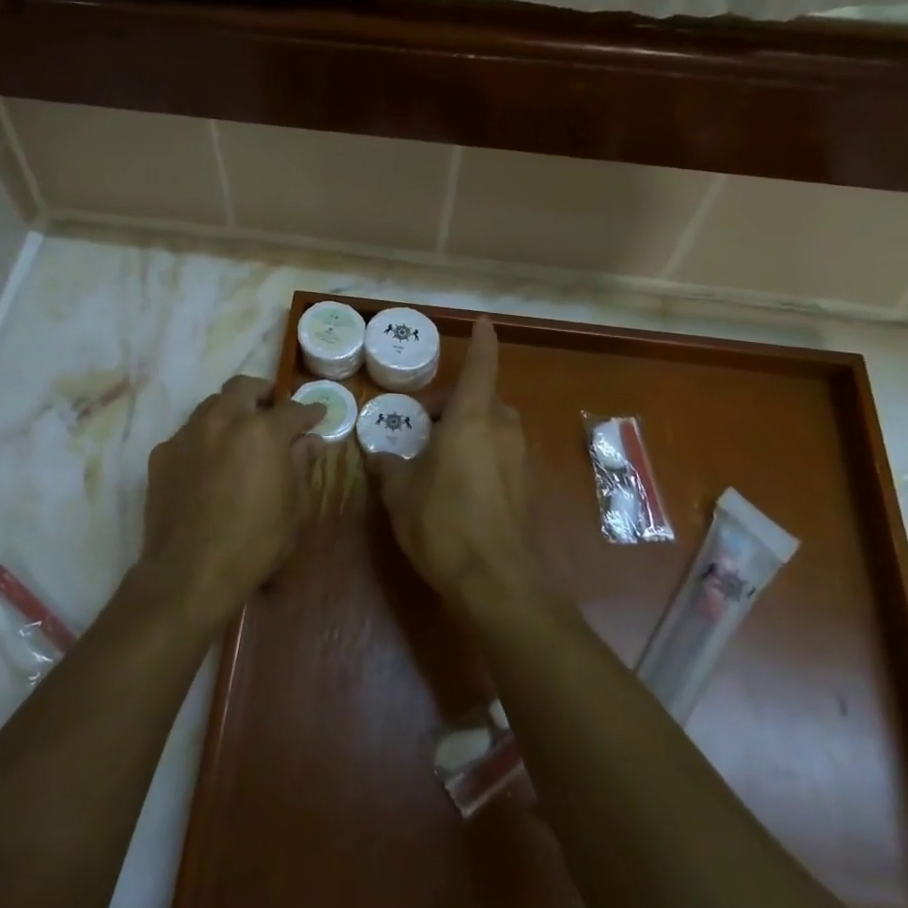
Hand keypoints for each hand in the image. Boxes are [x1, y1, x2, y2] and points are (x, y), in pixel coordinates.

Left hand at [140, 375, 324, 629]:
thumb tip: (309, 441)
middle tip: (273, 410)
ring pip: (212, 405)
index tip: (318, 415)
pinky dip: (205, 439)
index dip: (309, 411)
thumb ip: (302, 465)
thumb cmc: (254, 544)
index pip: (292, 410)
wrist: (189, 573)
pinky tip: (210, 463)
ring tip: (240, 433)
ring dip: (231, 411)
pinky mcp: (162, 454)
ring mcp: (187, 434)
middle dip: (263, 393)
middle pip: (244, 387)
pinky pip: (188, 433)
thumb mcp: (294, 507)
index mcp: (262, 432)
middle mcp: (223, 421)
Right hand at [369, 319, 537, 608]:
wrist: (500, 584)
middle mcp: (502, 431)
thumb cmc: (444, 525)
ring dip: (472, 430)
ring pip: (497, 429)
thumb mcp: (401, 495)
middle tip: (427, 422)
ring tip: (441, 456)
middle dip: (459, 402)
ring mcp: (521, 460)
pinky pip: (504, 456)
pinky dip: (484, 456)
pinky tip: (461, 487)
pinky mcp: (529, 489)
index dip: (482, 344)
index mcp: (470, 421)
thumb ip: (388, 468)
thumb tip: (377, 454)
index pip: (481, 369)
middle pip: (486, 400)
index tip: (485, 323)